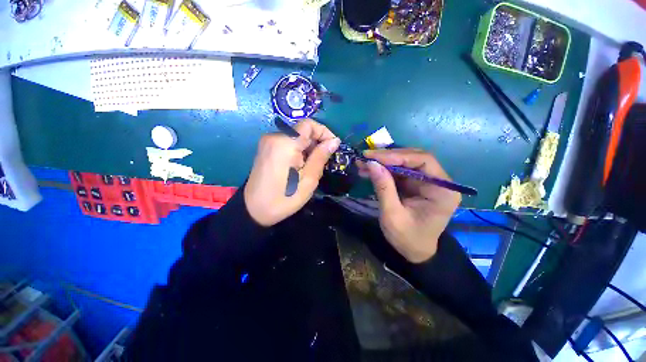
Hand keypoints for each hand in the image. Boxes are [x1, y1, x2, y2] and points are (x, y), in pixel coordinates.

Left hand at [244, 119, 340, 226]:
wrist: (254, 209)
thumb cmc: (284, 198)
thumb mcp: (308, 180)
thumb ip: (321, 157)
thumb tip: (334, 141)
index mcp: (285, 143)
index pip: (309, 124)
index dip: (324, 132)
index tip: (333, 147)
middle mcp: (274, 136)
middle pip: (302, 130)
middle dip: (316, 143)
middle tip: (323, 162)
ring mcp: (268, 142)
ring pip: (296, 137)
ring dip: (308, 148)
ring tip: (311, 167)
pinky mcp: (266, 148)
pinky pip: (287, 143)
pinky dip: (298, 150)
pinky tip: (300, 166)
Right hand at [357, 149, 460, 262]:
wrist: (415, 252)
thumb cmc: (407, 238)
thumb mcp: (392, 215)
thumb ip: (383, 187)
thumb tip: (371, 163)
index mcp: (442, 190)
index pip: (423, 161)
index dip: (397, 155)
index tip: (373, 157)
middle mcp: (438, 182)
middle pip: (413, 158)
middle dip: (388, 157)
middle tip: (366, 157)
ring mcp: (426, 182)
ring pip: (404, 163)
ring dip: (383, 162)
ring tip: (363, 163)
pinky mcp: (416, 184)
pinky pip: (399, 171)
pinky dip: (384, 170)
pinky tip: (369, 170)